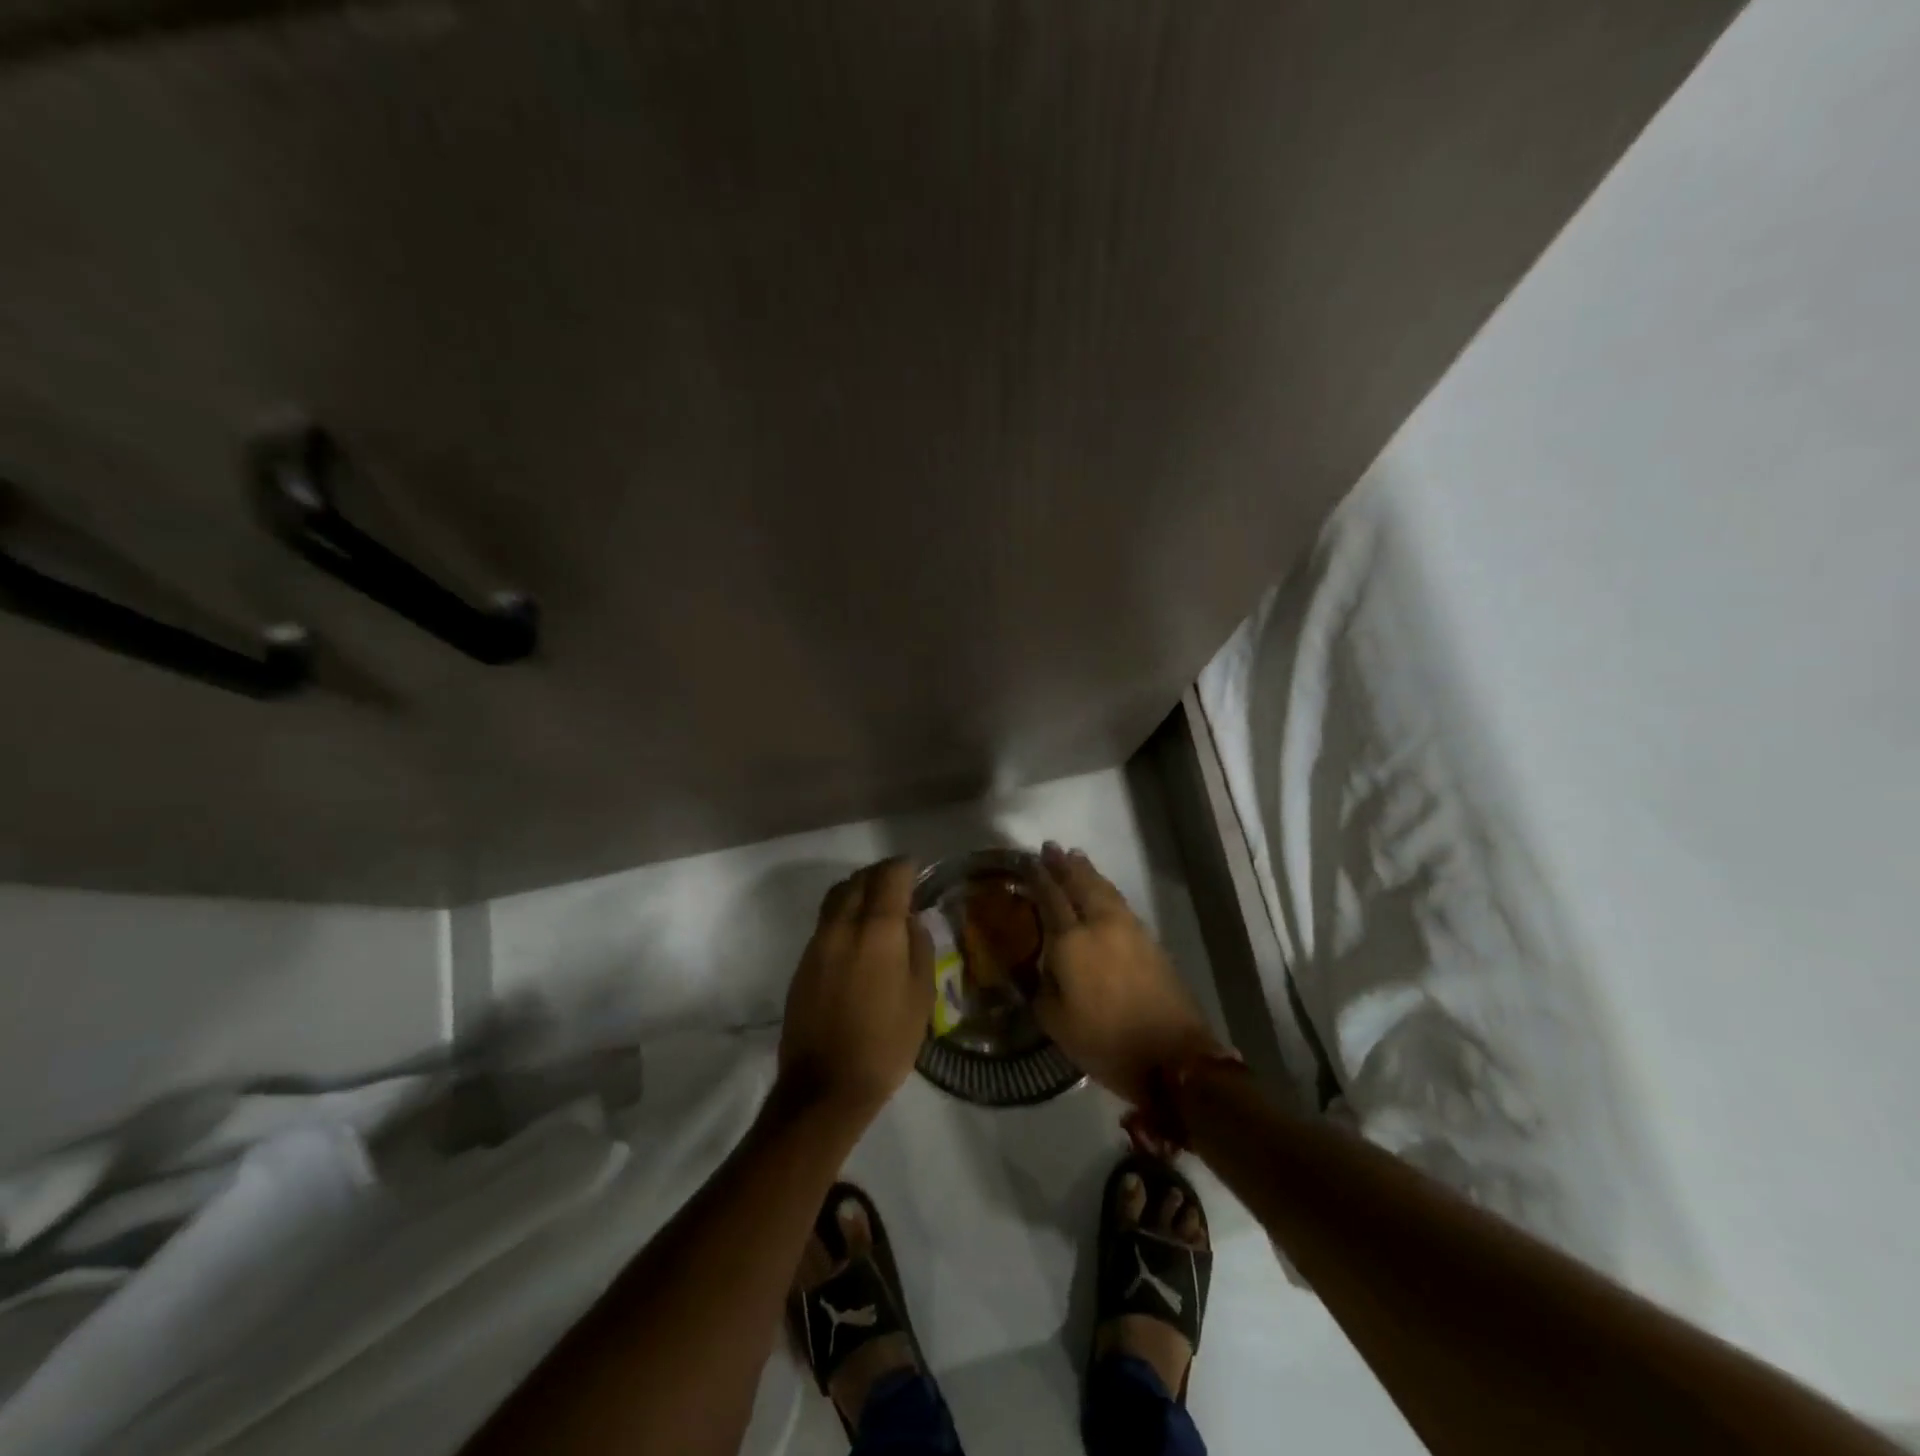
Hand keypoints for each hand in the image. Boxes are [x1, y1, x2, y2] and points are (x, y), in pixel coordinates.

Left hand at [777, 858, 933, 1122]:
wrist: (825, 1086)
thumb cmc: (885, 1042)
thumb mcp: (921, 996)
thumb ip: (919, 947)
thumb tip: (910, 921)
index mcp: (877, 930)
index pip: (890, 876)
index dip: (905, 866)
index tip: (917, 869)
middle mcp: (842, 926)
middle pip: (859, 879)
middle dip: (881, 874)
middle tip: (900, 884)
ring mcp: (817, 942)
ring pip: (837, 896)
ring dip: (858, 890)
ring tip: (877, 905)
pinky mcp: (802, 962)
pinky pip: (826, 921)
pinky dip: (844, 913)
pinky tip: (857, 936)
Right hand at [1027, 842, 1225, 1107]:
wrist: (1174, 1057)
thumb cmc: (1106, 1043)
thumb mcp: (1057, 1023)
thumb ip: (1043, 987)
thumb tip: (1042, 966)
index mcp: (1071, 942)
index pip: (1050, 898)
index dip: (1038, 878)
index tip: (1028, 861)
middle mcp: (1100, 925)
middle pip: (1080, 884)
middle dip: (1064, 865)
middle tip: (1050, 847)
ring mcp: (1129, 929)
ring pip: (1104, 889)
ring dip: (1087, 872)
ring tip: (1075, 858)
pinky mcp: (1149, 940)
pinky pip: (1119, 902)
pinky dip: (1105, 889)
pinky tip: (1101, 890)